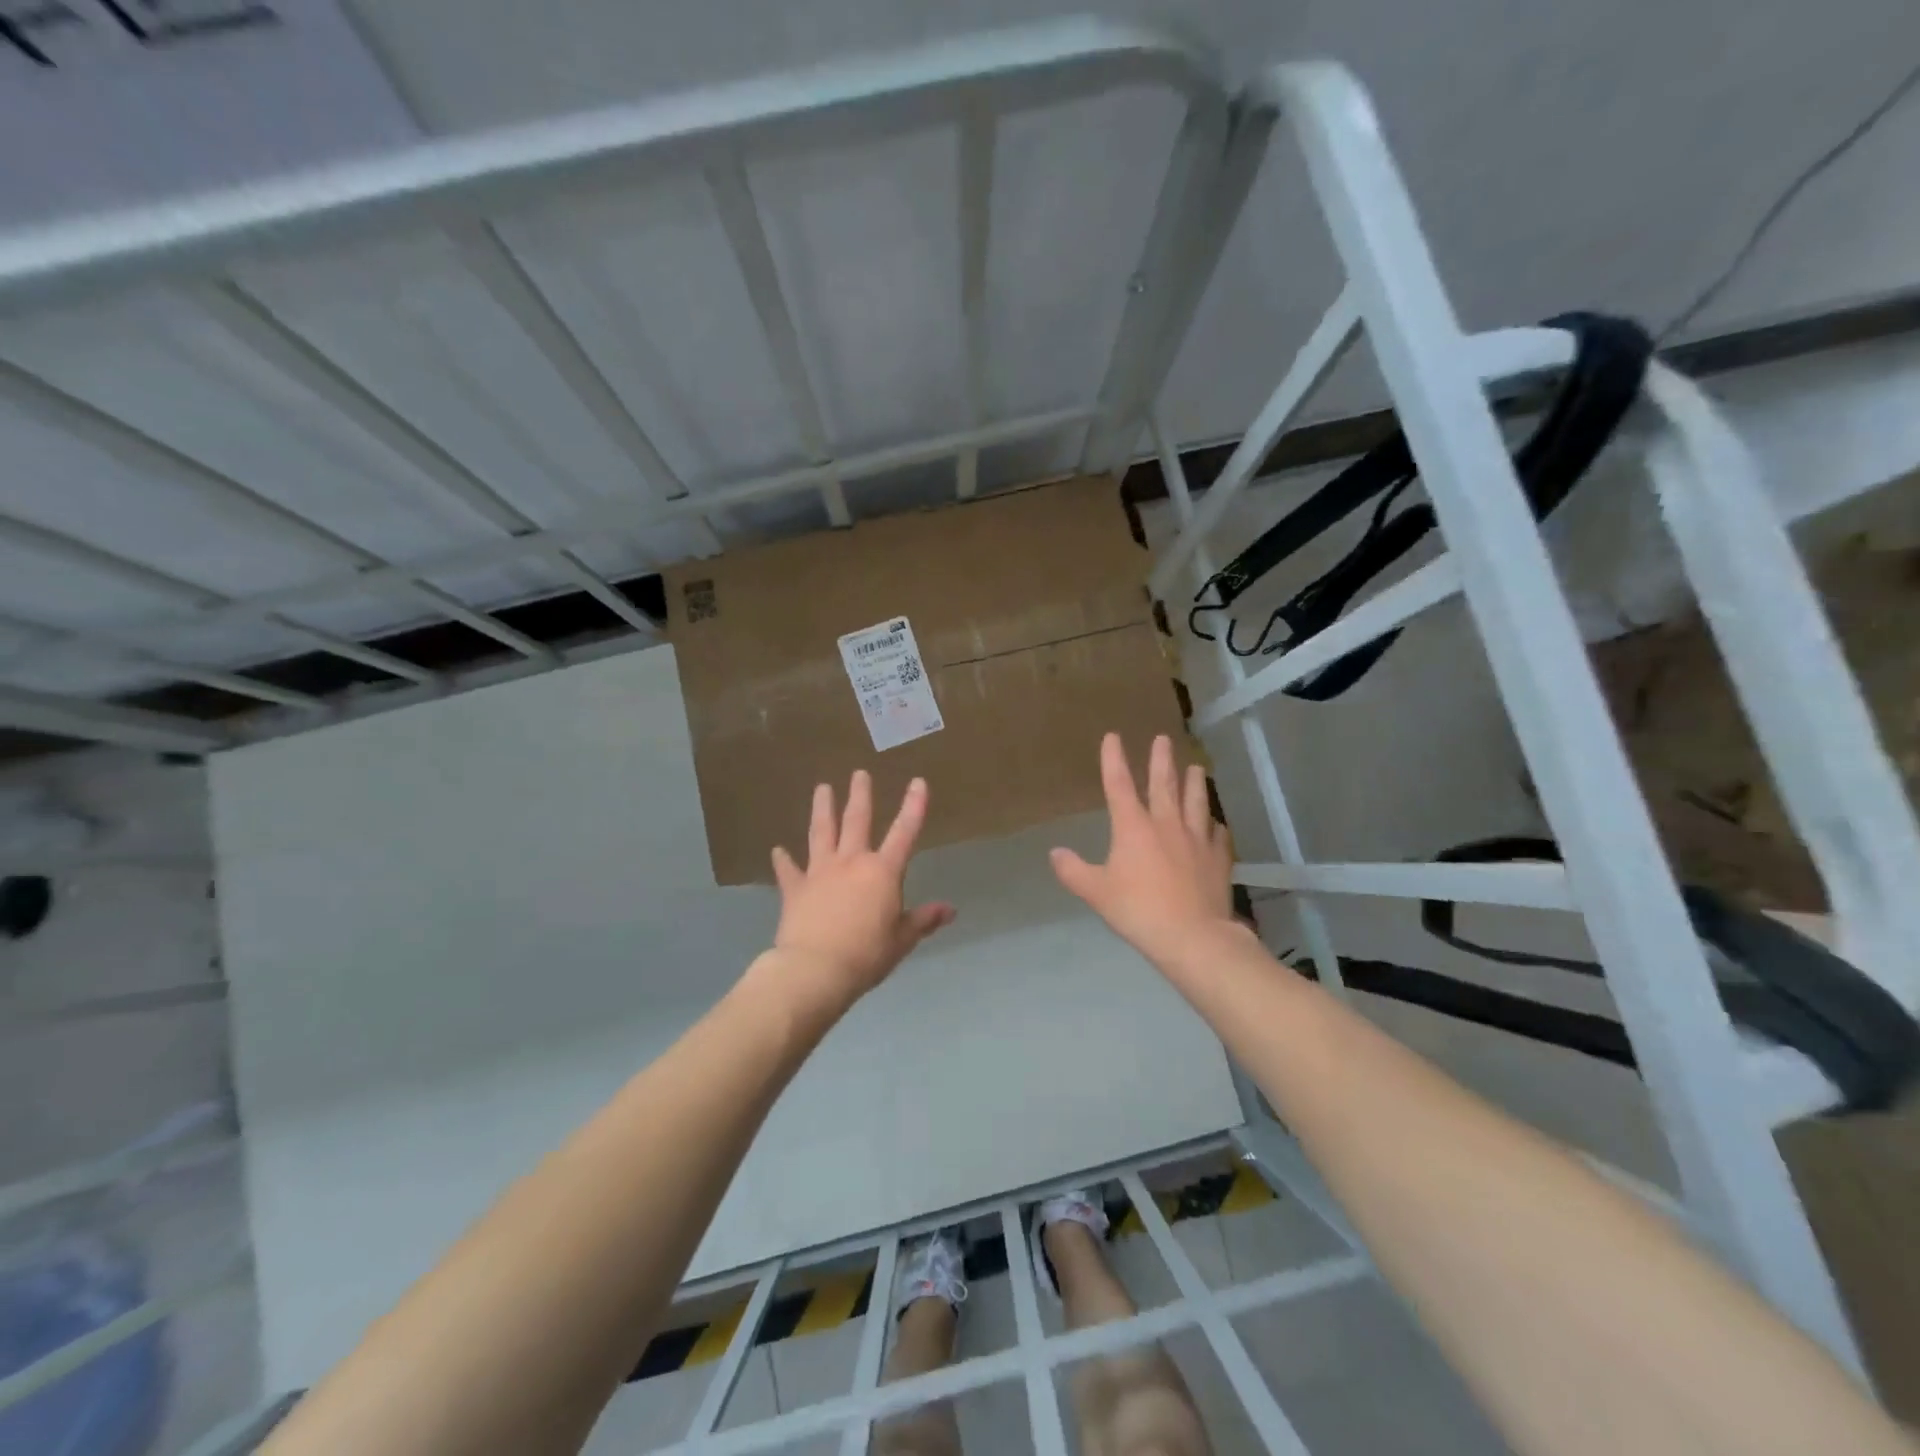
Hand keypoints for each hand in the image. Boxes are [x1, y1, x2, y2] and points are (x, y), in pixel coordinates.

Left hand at [766, 771, 954, 1013]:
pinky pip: (788, 871)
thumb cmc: (866, 955)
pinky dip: (783, 860)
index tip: (918, 781)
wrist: (815, 969)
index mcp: (882, 872)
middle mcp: (851, 862)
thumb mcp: (902, 940)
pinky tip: (777, 850)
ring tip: (822, 788)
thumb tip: (950, 909)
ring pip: (821, 832)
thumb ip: (923, 920)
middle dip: (860, 795)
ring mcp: (819, 872)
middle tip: (859, 773)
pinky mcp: (795, 889)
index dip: (913, 806)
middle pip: (857, 821)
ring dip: (822, 809)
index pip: (904, 833)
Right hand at [1051, 733, 1237, 966]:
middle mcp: (1166, 824)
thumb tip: (1054, 853)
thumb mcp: (1096, 892)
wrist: (1192, 936)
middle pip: (1164, 784)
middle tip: (1164, 739)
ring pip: (1196, 802)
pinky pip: (1218, 835)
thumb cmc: (1138, 910)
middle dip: (1161, 760)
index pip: (1120, 785)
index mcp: (1133, 827)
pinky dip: (1215, 827)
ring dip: (1195, 783)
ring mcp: (1197, 839)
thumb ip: (1073, 871)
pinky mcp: (1218, 858)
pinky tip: (1216, 825)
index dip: (1114, 759)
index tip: (1113, 736)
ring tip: (1197, 768)